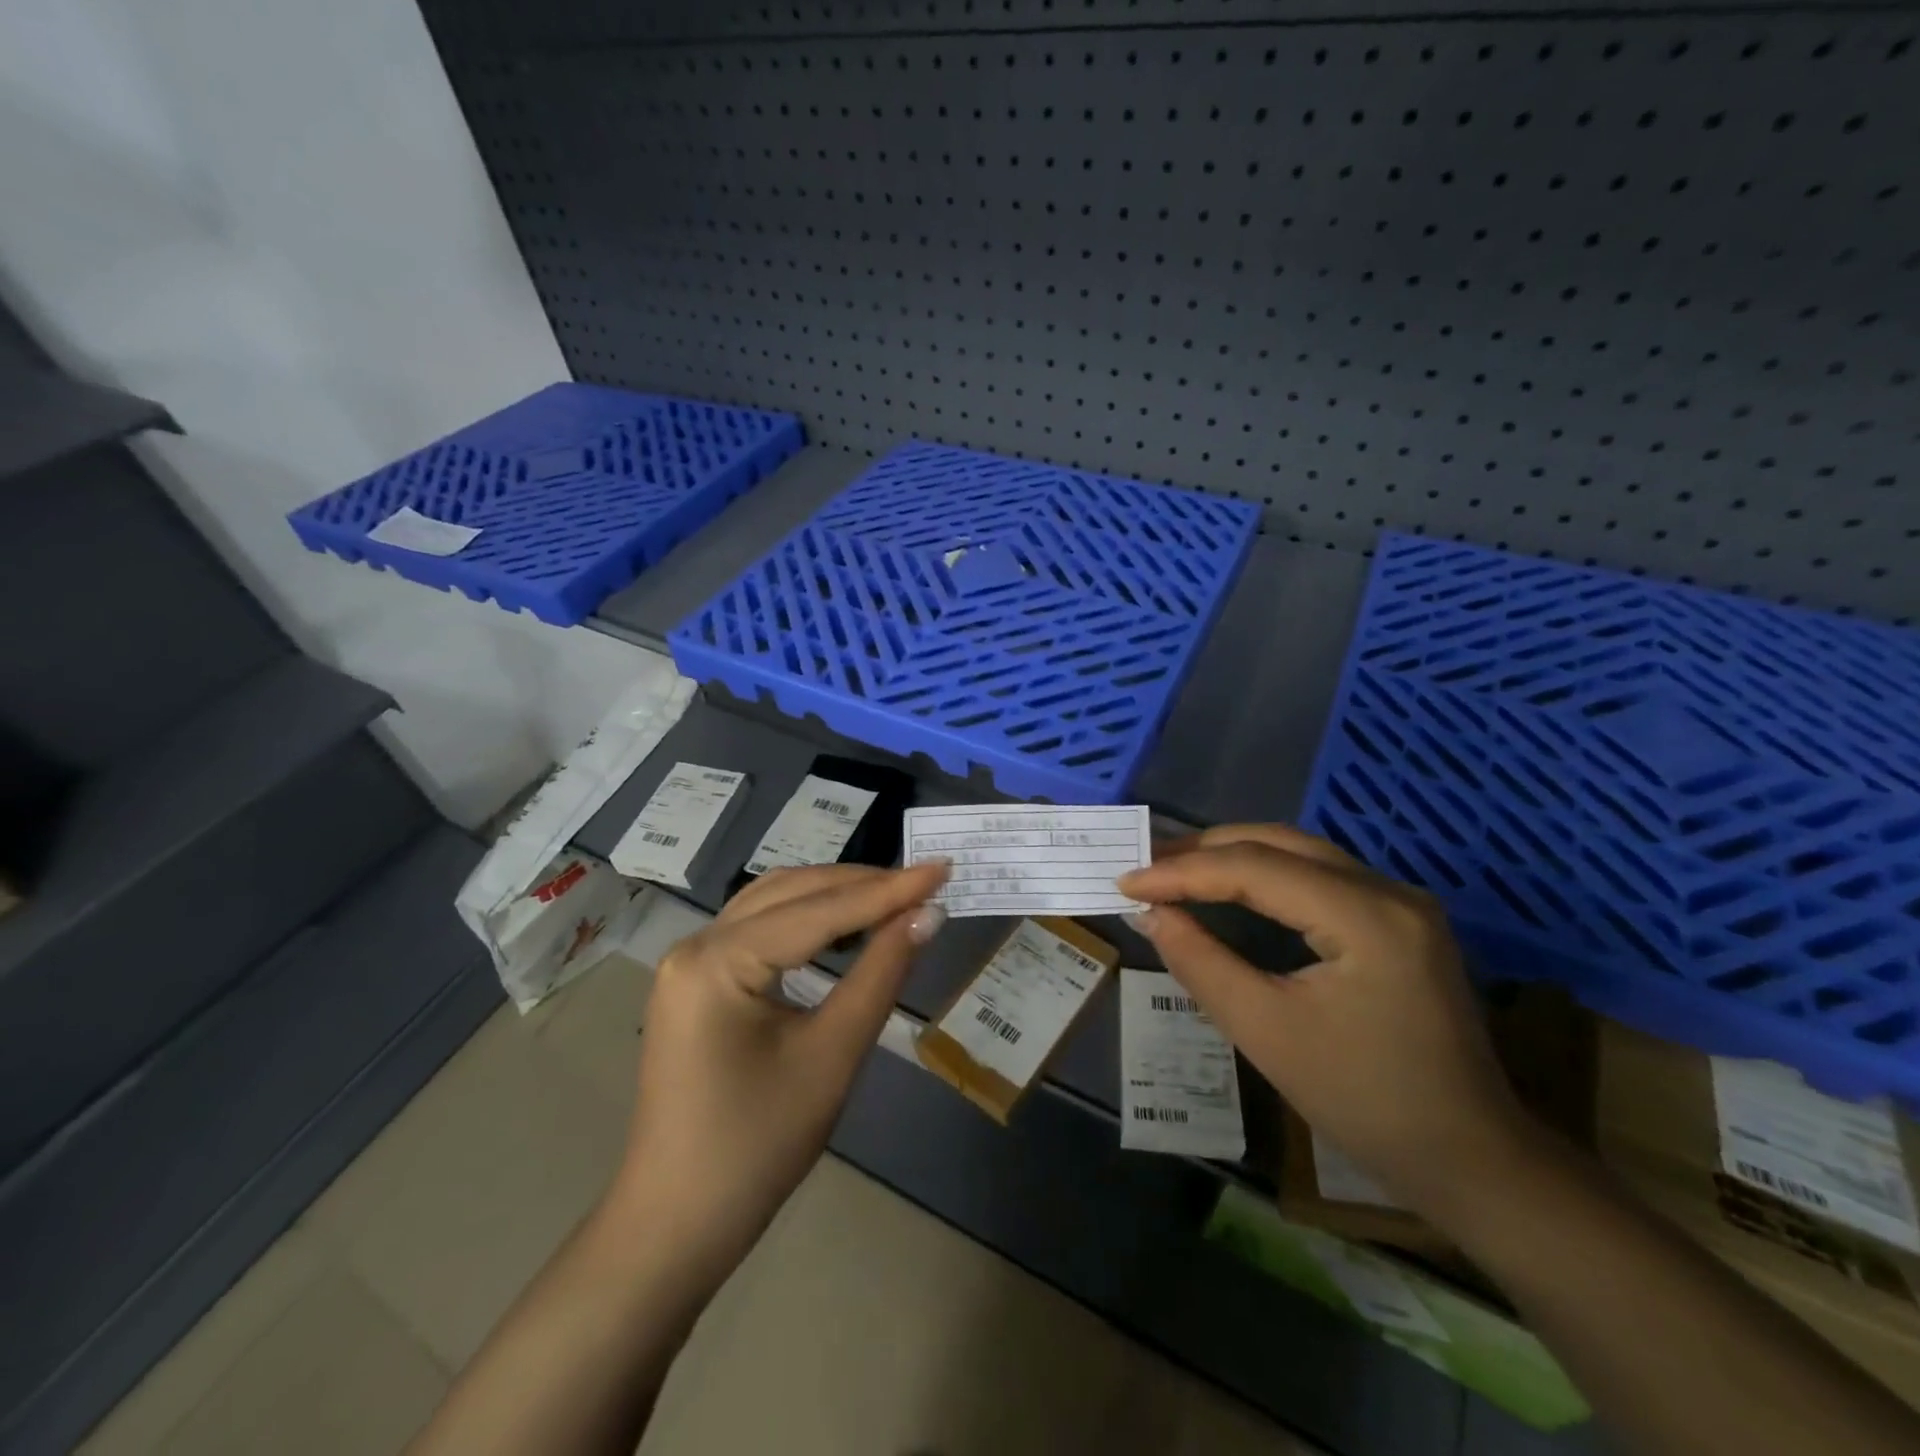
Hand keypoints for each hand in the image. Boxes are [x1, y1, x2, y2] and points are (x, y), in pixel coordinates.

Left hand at [607, 862, 947, 1271]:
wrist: (678, 1225)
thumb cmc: (758, 1146)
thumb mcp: (831, 1055)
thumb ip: (880, 974)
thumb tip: (926, 915)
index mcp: (717, 961)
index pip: (818, 910)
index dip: (886, 890)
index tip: (942, 868)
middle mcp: (696, 945)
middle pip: (792, 893)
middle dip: (861, 885)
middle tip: (925, 883)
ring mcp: (691, 962)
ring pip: (774, 903)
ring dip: (834, 895)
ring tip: (894, 896)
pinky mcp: (698, 981)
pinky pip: (759, 929)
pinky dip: (807, 918)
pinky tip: (844, 925)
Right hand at [1117, 824, 1525, 1208]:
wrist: (1470, 1160)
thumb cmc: (1364, 1102)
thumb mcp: (1265, 1032)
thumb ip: (1200, 962)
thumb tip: (1150, 914)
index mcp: (1366, 916)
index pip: (1254, 868)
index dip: (1182, 872)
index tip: (1126, 883)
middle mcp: (1389, 890)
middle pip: (1278, 843)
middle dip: (1205, 850)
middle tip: (1145, 866)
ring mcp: (1401, 901)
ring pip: (1300, 852)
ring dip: (1234, 856)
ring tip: (1175, 869)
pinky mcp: (1400, 919)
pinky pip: (1319, 875)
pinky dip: (1265, 874)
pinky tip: (1231, 887)